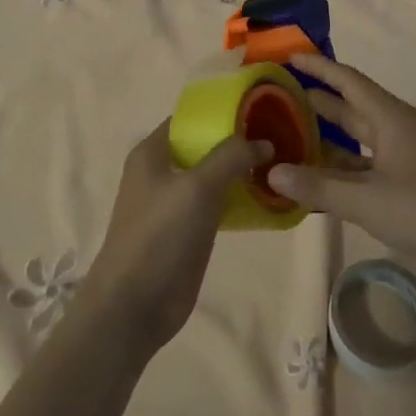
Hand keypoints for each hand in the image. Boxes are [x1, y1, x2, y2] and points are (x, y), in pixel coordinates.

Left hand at [81, 122, 270, 358]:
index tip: (261, 111)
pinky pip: (216, 204)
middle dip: (237, 142)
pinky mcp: (187, 231)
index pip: (189, 119)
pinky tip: (267, 198)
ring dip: (240, 172)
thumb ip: (231, 157)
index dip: (222, 113)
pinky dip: (238, 199)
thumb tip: (264, 141)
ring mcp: (173, 203)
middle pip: (203, 147)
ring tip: (281, 164)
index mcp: (152, 152)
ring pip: (212, 176)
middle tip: (280, 137)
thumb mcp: (198, 187)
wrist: (135, 304)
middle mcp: (160, 172)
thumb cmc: (160, 235)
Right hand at [269, 54, 415, 280]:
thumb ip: (319, 187)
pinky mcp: (413, 188)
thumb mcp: (368, 200)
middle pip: (350, 109)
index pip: (347, 80)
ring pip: (358, 143)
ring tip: (288, 141)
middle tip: (276, 100)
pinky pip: (367, 171)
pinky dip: (343, 173)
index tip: (288, 56)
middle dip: (316, 103)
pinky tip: (320, 185)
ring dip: (327, 142)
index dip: (318, 67)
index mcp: (390, 118)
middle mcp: (397, 131)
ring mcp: (407, 160)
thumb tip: (272, 171)